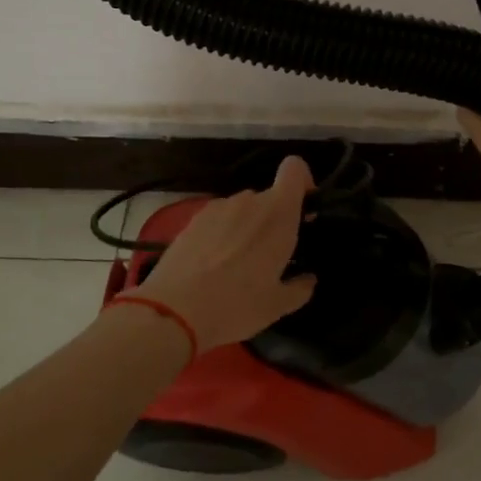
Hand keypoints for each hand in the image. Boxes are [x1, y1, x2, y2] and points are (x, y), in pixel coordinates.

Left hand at [128, 156, 318, 351]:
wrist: (173, 311)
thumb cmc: (236, 305)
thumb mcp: (277, 306)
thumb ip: (299, 288)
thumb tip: (308, 279)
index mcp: (278, 214)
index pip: (295, 169)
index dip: (303, 182)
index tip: (303, 211)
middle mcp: (249, 201)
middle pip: (269, 197)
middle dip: (274, 219)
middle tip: (271, 255)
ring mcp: (217, 207)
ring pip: (242, 209)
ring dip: (247, 227)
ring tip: (237, 264)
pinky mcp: (192, 219)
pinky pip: (218, 219)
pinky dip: (222, 233)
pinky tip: (212, 264)